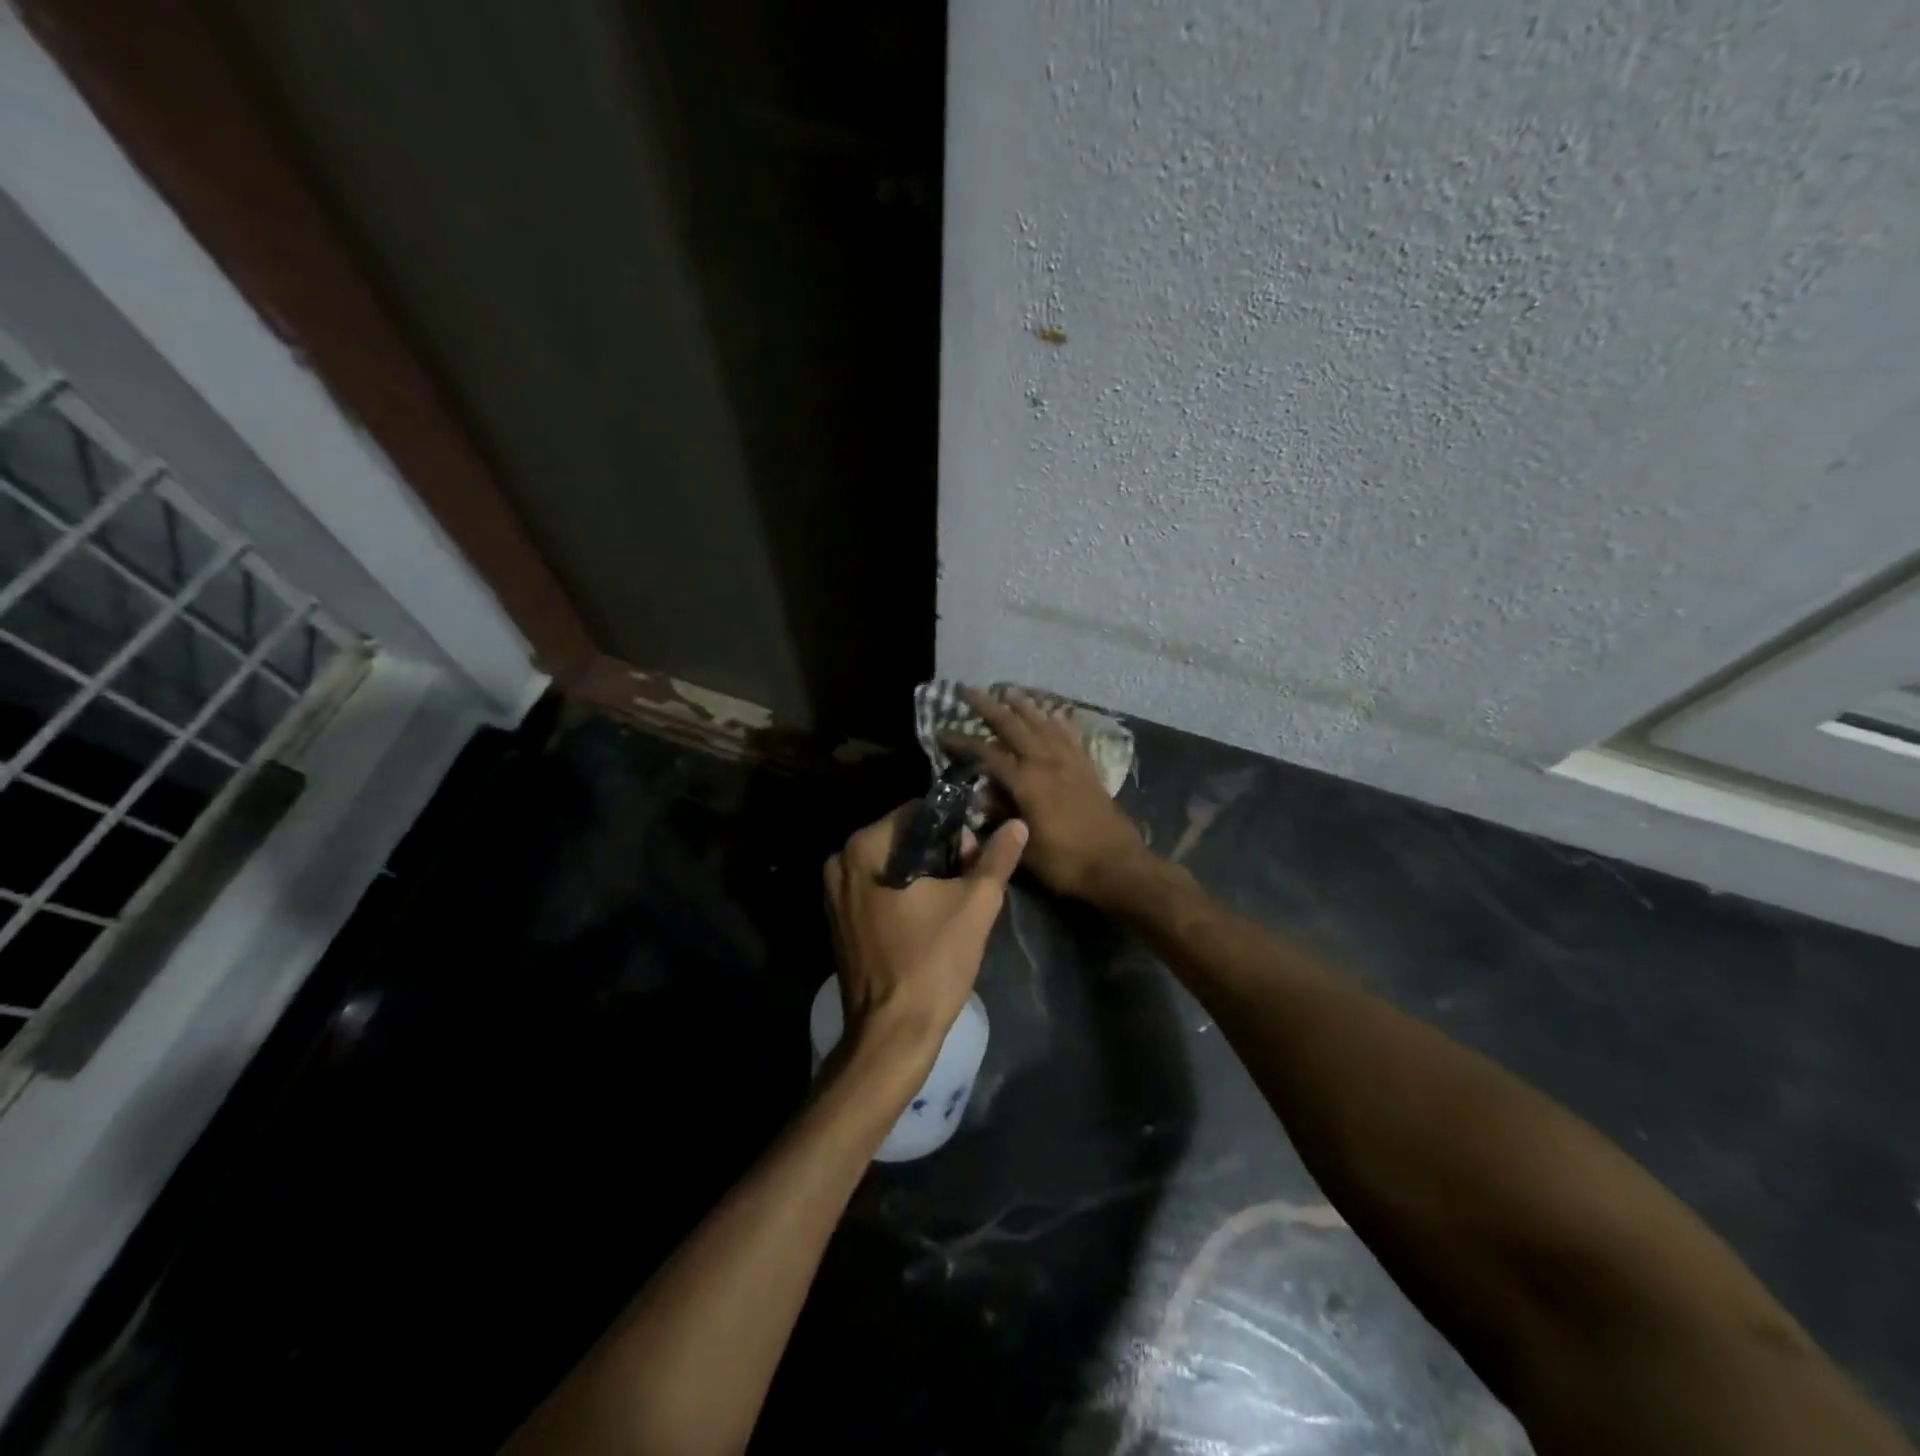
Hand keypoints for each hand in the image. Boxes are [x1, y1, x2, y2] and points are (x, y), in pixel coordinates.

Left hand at [823, 804, 1026, 1069]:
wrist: (893, 1035)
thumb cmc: (932, 962)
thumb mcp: (975, 904)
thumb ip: (997, 858)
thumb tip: (1017, 824)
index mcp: (864, 848)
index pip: (917, 813)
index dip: (954, 828)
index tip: (977, 854)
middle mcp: (840, 863)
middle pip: (903, 838)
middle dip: (941, 852)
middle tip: (972, 879)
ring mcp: (834, 895)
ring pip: (891, 865)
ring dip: (926, 874)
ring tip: (957, 899)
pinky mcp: (840, 922)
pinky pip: (878, 889)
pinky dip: (905, 894)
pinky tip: (932, 917)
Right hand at [943, 689, 1150, 908]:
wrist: (1119, 867)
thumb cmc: (1067, 863)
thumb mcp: (1026, 847)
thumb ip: (1002, 818)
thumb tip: (981, 798)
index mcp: (1027, 782)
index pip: (987, 754)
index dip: (962, 742)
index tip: (942, 732)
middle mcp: (1048, 763)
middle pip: (1014, 726)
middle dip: (989, 707)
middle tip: (969, 691)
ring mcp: (1071, 763)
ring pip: (1043, 723)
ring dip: (1024, 706)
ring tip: (1009, 690)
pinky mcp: (1088, 769)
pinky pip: (1070, 736)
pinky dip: (1058, 721)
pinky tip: (1054, 714)